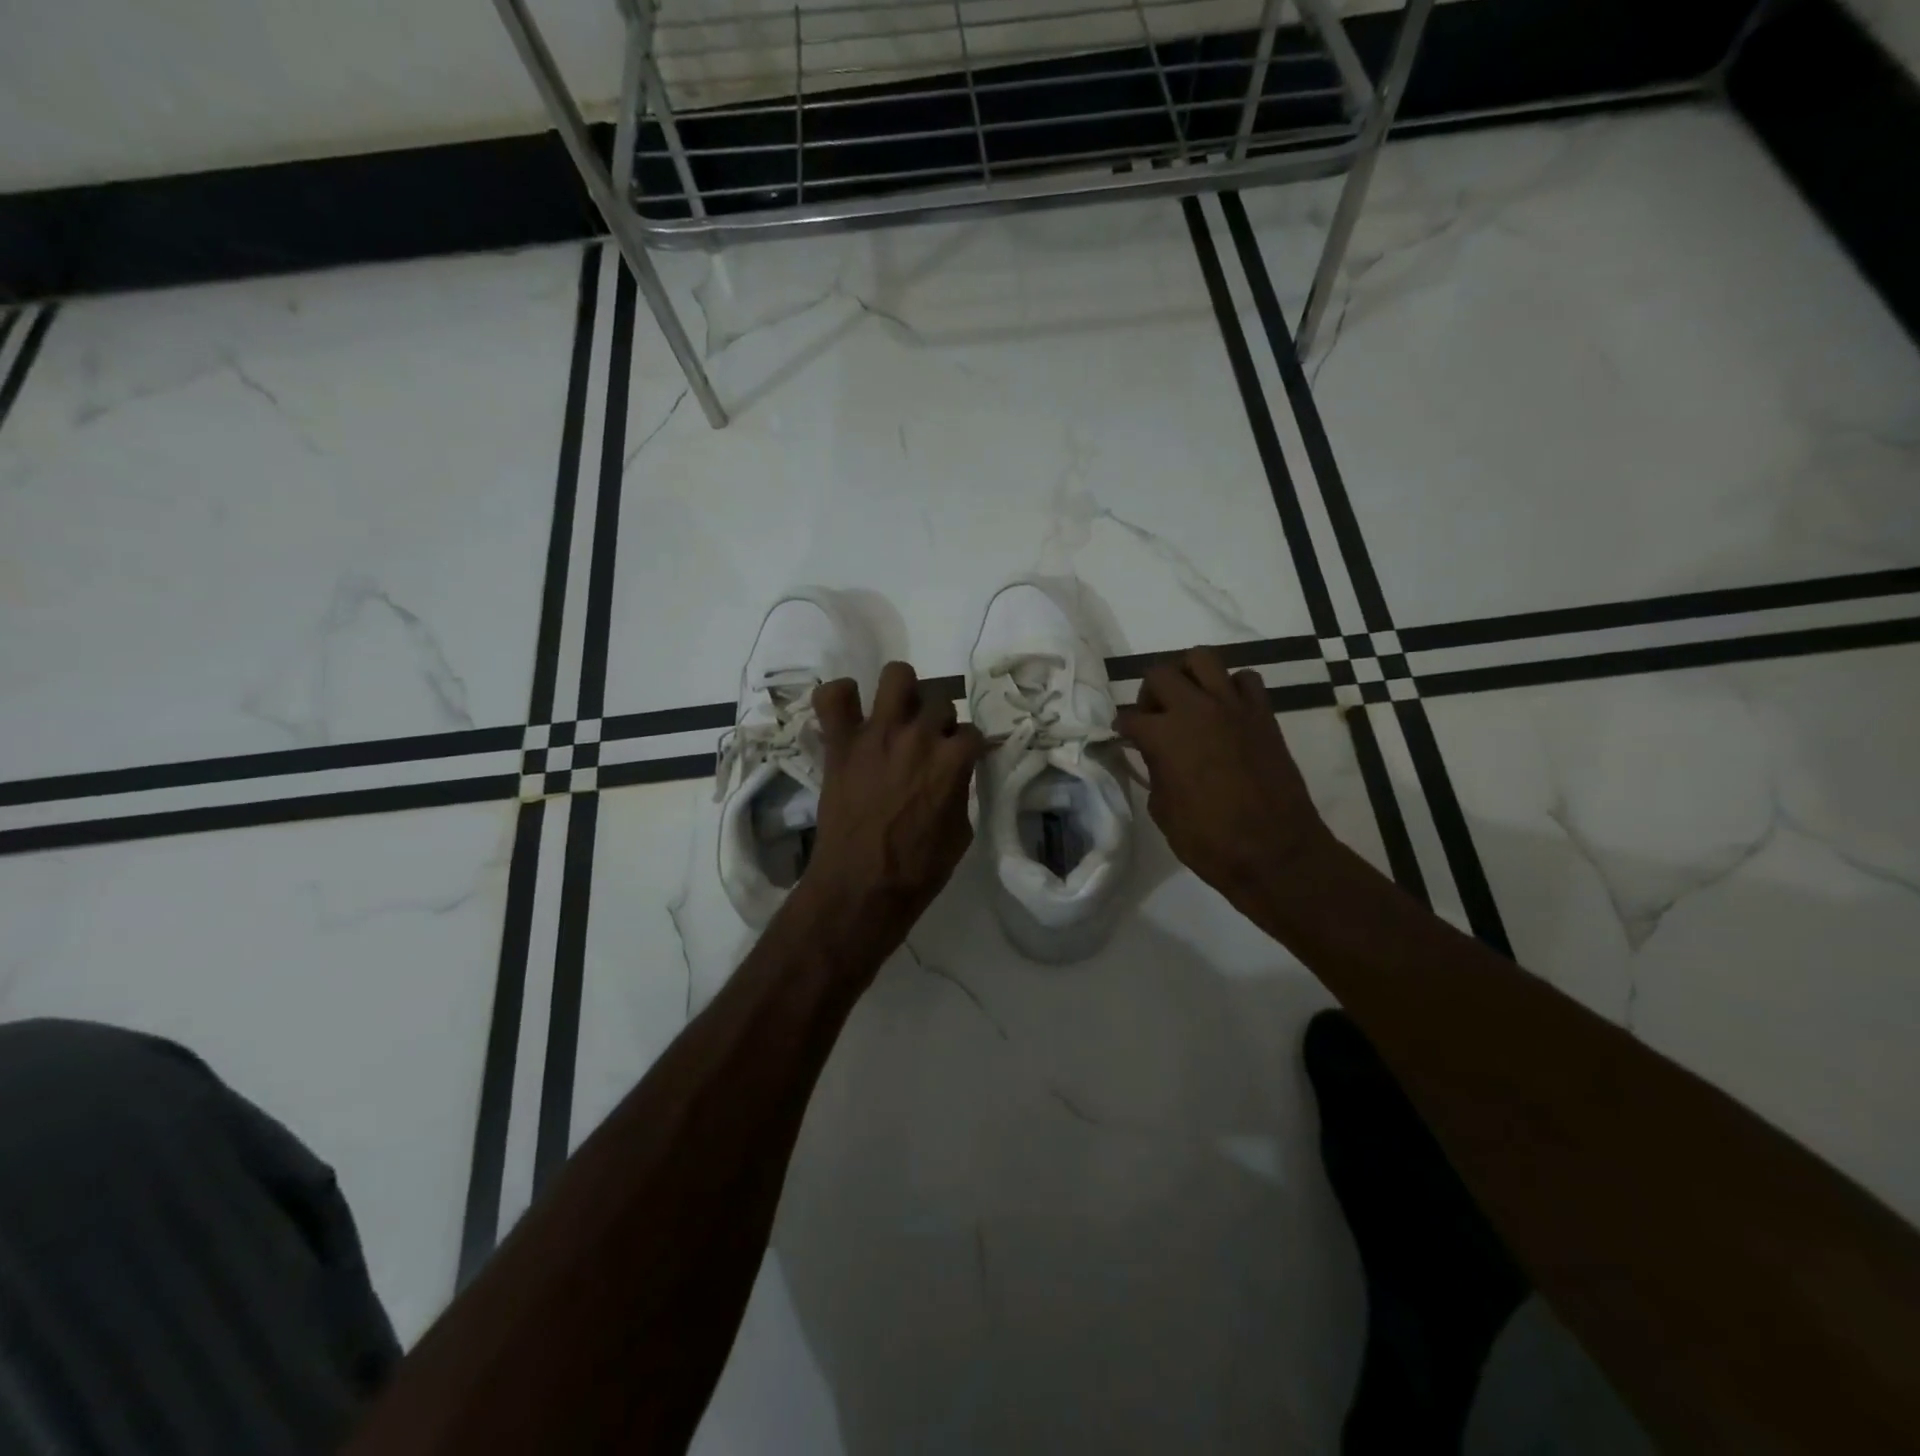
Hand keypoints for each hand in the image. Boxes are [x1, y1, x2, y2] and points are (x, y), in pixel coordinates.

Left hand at [802, 662, 985, 950]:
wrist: (861, 888)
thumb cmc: (917, 870)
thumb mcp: (960, 833)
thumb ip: (960, 790)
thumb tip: (954, 773)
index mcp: (953, 760)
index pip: (971, 733)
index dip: (967, 749)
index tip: (960, 762)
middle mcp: (918, 735)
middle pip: (940, 702)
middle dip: (938, 723)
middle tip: (927, 747)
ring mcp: (877, 734)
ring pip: (897, 676)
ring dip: (903, 693)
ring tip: (897, 716)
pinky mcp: (840, 743)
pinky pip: (832, 697)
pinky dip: (841, 697)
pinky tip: (850, 713)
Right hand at [1117, 647, 1336, 906]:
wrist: (1276, 852)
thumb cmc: (1210, 841)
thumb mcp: (1163, 811)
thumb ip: (1154, 771)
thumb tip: (1154, 755)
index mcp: (1164, 735)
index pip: (1129, 717)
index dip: (1122, 729)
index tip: (1123, 738)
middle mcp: (1195, 709)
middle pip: (1160, 673)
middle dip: (1149, 693)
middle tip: (1154, 717)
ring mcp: (1233, 707)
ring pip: (1202, 658)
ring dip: (1188, 675)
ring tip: (1188, 701)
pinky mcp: (1263, 714)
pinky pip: (1245, 679)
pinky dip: (1231, 687)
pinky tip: (1226, 711)